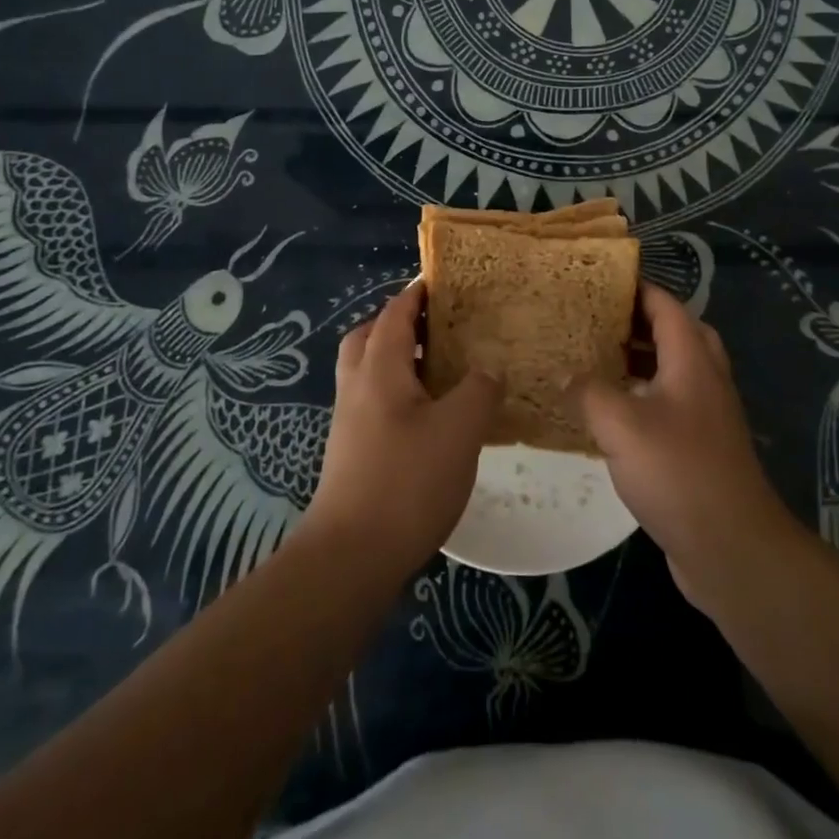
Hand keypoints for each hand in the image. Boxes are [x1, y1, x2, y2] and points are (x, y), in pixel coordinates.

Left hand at [302, 281, 500, 580]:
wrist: (350, 557)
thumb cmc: (406, 482)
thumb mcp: (459, 430)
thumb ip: (479, 390)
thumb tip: (489, 368)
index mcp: (378, 368)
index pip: (394, 313)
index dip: (416, 293)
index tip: (442, 281)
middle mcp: (357, 386)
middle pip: (368, 336)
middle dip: (399, 323)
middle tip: (437, 326)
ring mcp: (349, 421)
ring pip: (368, 371)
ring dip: (397, 359)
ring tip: (440, 369)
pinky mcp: (352, 451)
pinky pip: (373, 401)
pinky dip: (397, 392)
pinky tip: (429, 417)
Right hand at [579, 284, 796, 607]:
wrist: (731, 547)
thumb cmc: (678, 472)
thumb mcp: (620, 426)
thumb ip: (587, 392)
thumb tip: (563, 374)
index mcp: (692, 360)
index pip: (666, 306)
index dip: (636, 288)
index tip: (599, 281)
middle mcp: (705, 379)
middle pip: (677, 333)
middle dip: (638, 322)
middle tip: (597, 321)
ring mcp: (707, 415)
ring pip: (674, 370)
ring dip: (641, 361)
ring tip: (596, 360)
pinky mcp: (702, 448)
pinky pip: (671, 404)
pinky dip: (643, 396)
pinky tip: (611, 415)